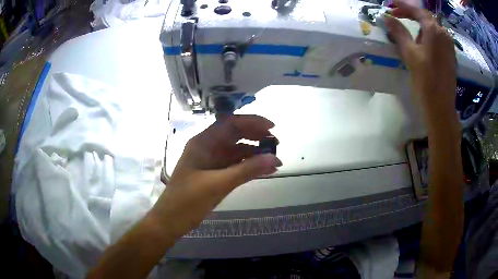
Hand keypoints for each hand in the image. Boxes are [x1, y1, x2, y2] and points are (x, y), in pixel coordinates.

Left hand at [151, 115, 281, 238]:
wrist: (171, 221)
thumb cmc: (188, 201)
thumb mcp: (218, 185)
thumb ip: (247, 170)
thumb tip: (275, 159)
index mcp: (203, 143)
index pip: (230, 123)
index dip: (252, 122)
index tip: (272, 128)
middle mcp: (207, 147)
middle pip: (235, 134)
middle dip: (256, 136)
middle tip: (276, 143)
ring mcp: (210, 161)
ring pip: (236, 150)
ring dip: (254, 152)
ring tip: (274, 158)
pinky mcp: (214, 173)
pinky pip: (234, 164)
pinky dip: (249, 165)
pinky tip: (264, 170)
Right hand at [385, 0, 457, 127]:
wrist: (441, 108)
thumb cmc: (426, 81)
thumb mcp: (410, 55)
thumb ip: (399, 33)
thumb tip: (387, 18)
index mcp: (434, 30)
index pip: (416, 10)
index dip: (403, 6)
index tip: (391, 4)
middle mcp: (444, 34)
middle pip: (426, 17)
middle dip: (411, 14)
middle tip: (398, 15)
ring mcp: (449, 45)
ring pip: (433, 27)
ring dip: (420, 25)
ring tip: (409, 31)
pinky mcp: (450, 56)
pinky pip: (438, 38)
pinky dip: (428, 35)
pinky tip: (422, 43)